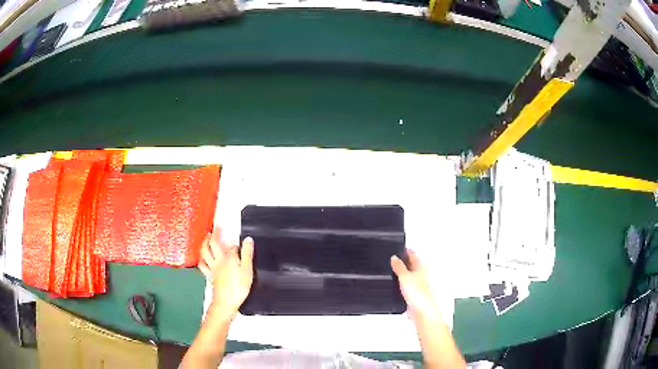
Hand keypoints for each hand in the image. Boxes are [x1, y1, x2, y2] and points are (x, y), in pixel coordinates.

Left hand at [198, 228, 253, 320]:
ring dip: (204, 244)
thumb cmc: (239, 286)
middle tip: (213, 230)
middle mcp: (218, 260)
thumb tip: (247, 239)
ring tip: (205, 239)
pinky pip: (202, 265)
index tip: (240, 243)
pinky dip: (201, 260)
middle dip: (212, 235)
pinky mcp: (209, 276)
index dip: (235, 244)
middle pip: (212, 244)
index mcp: (228, 258)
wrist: (226, 302)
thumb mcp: (247, 270)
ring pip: (204, 253)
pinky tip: (202, 259)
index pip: (231, 246)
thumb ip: (247, 254)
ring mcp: (212, 268)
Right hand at [391, 249, 443, 324]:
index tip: (398, 247)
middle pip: (411, 264)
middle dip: (403, 261)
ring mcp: (417, 285)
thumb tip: (394, 257)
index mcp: (420, 267)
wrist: (421, 311)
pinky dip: (401, 283)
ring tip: (393, 269)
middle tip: (394, 256)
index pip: (412, 255)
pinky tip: (396, 285)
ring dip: (401, 272)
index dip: (405, 250)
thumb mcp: (405, 276)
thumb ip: (399, 266)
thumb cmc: (418, 294)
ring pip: (408, 275)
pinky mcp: (413, 294)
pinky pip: (405, 286)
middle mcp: (420, 275)